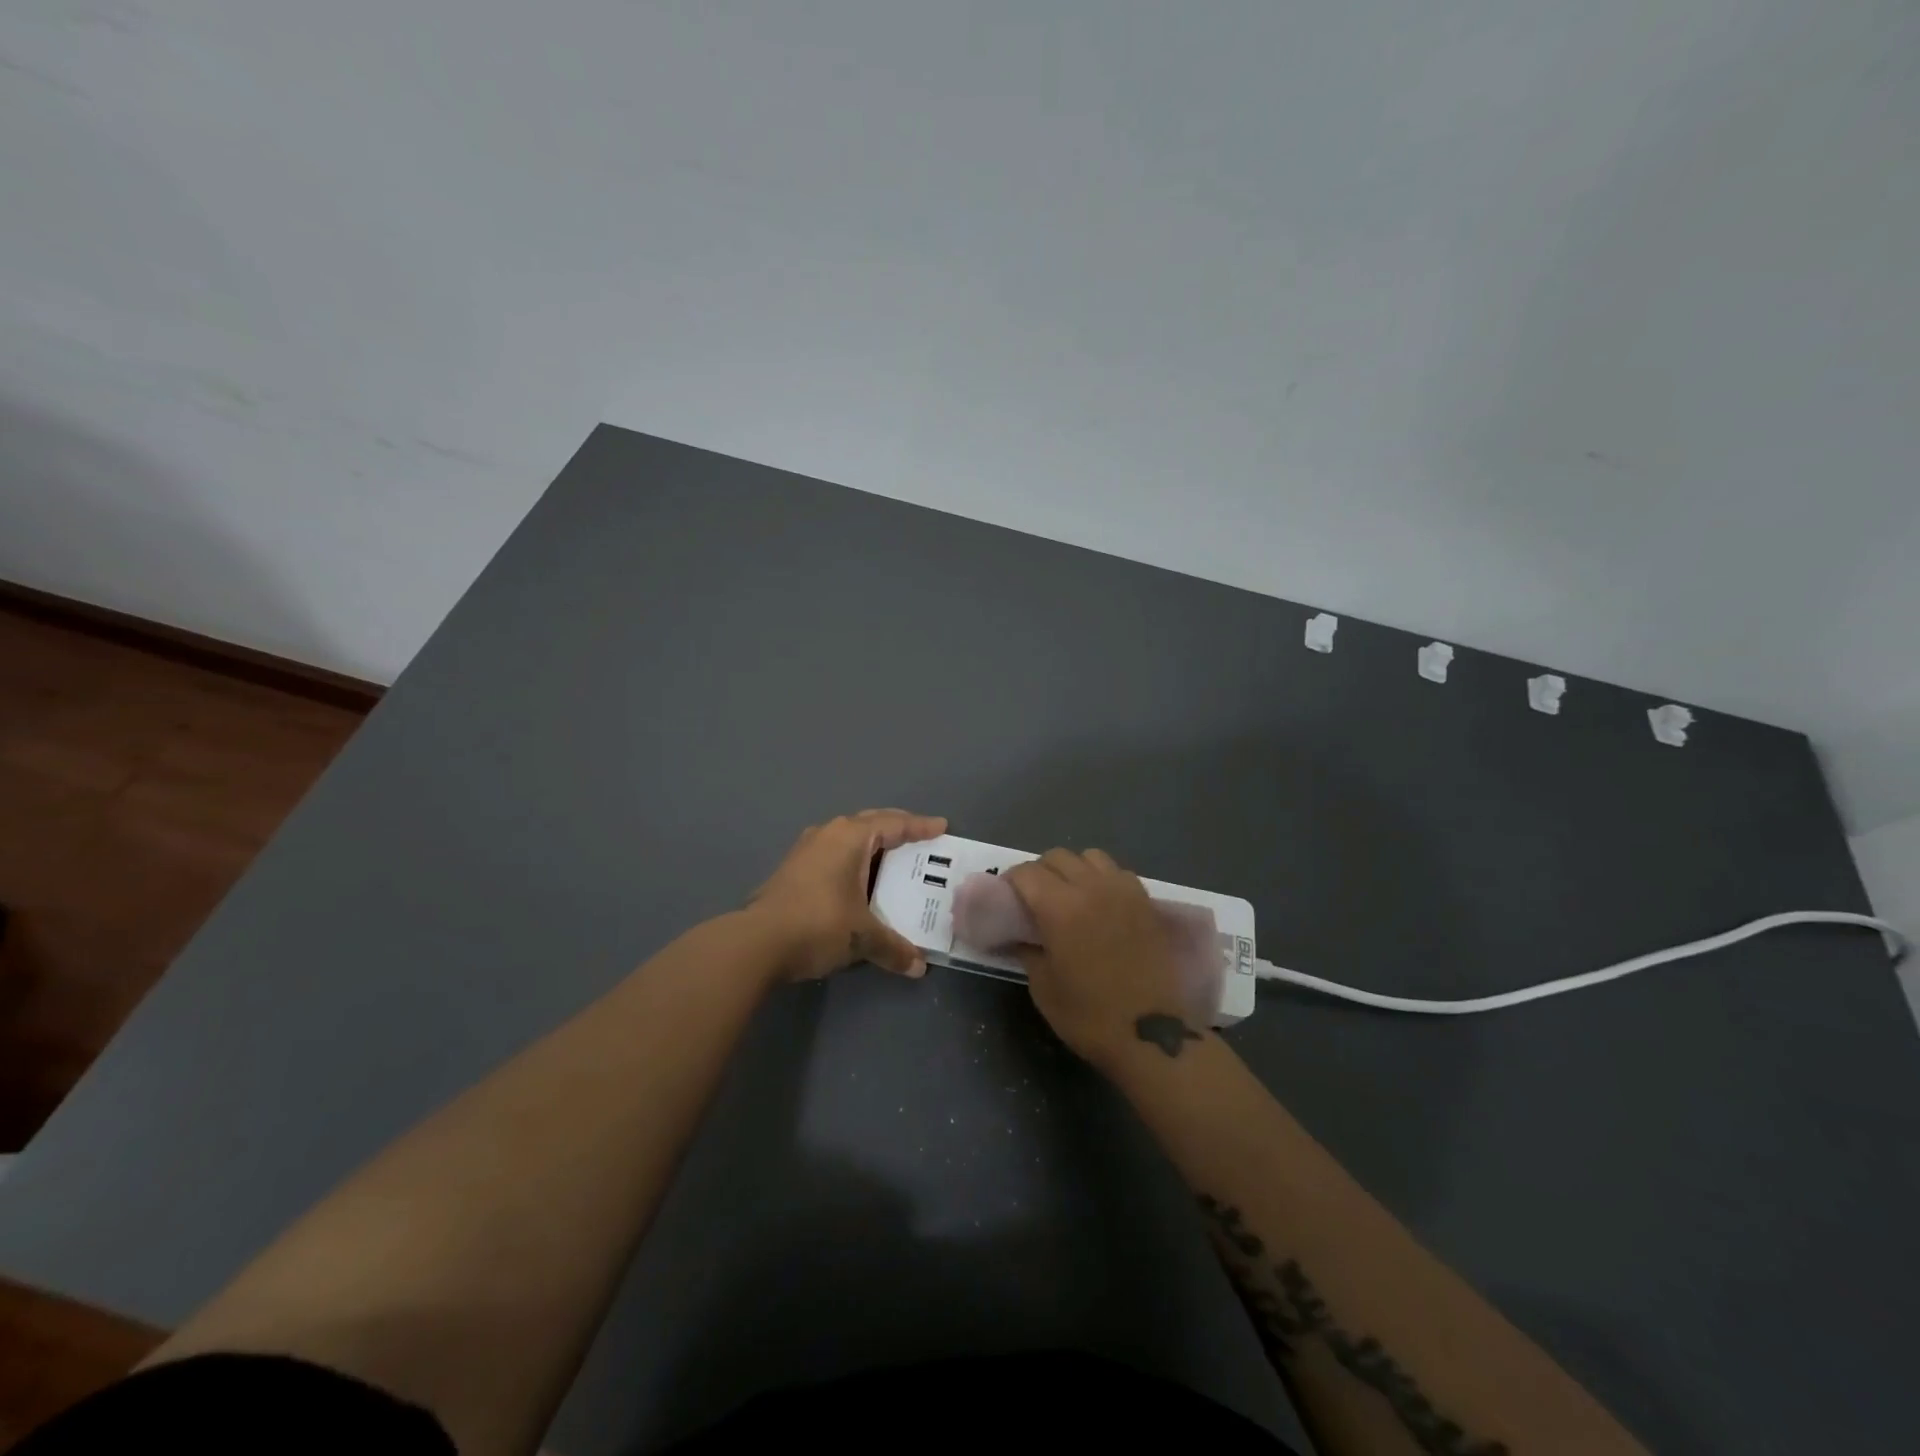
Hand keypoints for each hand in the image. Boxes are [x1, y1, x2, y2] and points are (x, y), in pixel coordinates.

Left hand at [746, 809, 947, 981]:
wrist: (756, 943)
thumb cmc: (818, 924)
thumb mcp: (863, 937)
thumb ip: (894, 947)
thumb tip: (918, 967)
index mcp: (850, 837)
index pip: (894, 824)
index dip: (920, 826)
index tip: (941, 827)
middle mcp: (828, 834)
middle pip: (870, 823)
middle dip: (896, 829)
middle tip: (919, 839)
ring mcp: (805, 850)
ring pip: (848, 839)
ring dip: (871, 846)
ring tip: (891, 860)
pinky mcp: (792, 870)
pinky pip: (833, 854)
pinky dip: (853, 862)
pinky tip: (858, 881)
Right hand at [1004, 848, 1200, 1065]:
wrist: (1153, 1035)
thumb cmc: (1090, 1016)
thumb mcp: (1044, 988)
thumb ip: (1027, 952)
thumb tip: (1018, 937)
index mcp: (1060, 907)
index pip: (1027, 873)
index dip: (1012, 881)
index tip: (1006, 898)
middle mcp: (1091, 887)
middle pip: (1058, 857)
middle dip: (1040, 871)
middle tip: (1033, 898)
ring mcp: (1123, 891)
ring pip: (1091, 857)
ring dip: (1073, 868)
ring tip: (1070, 895)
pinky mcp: (1146, 902)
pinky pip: (1118, 873)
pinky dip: (1102, 878)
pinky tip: (1100, 903)